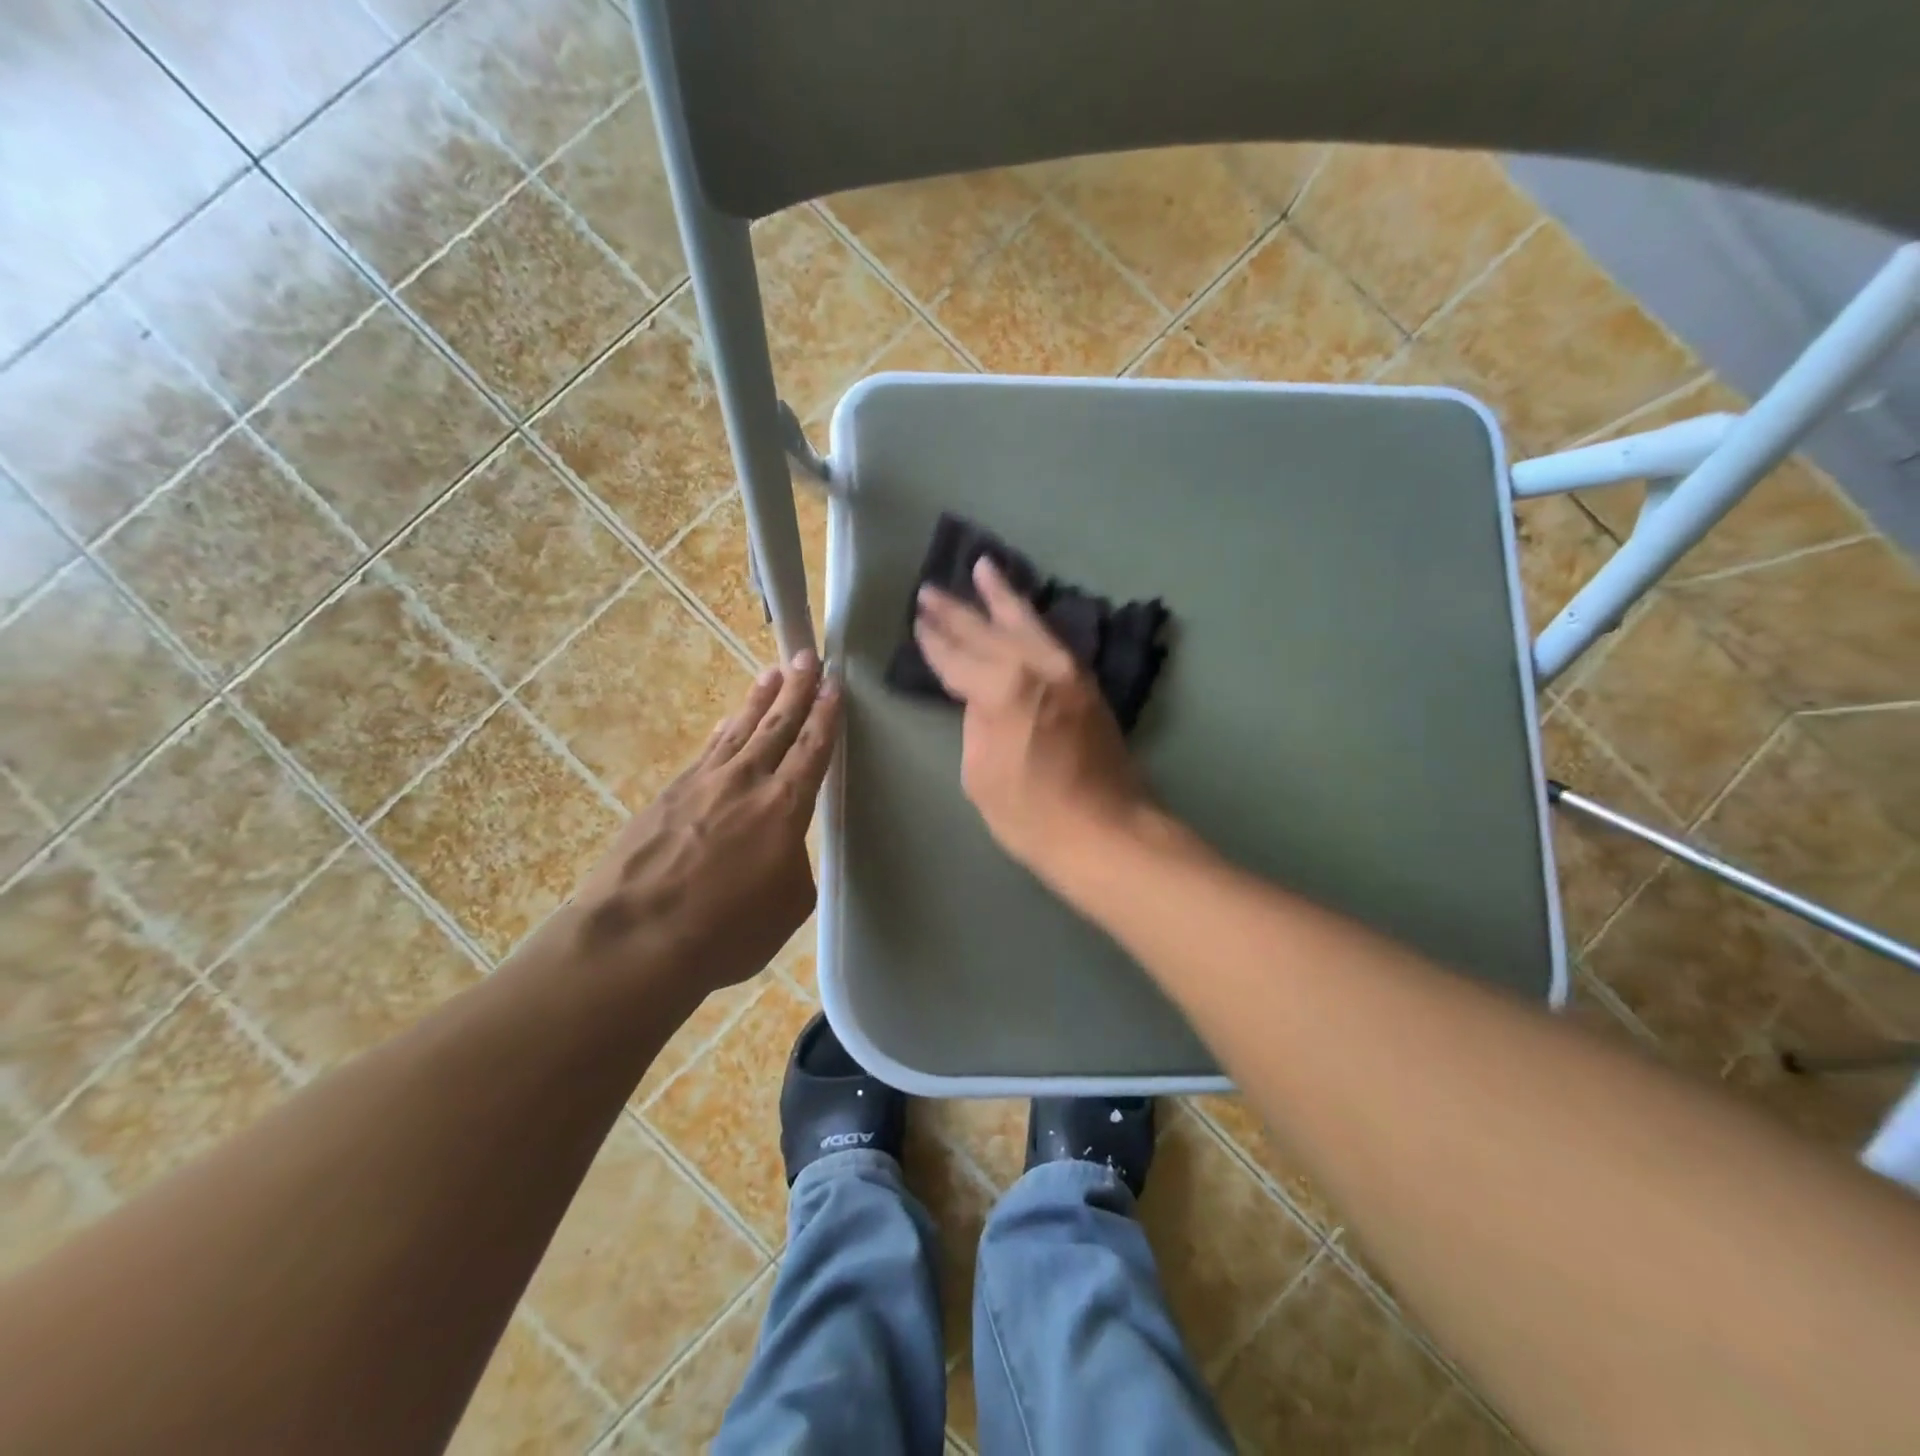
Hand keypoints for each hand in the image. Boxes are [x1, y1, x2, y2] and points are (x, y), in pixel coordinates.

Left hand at [570, 652, 840, 1001]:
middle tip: (807, 658)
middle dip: (796, 689)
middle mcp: (745, 782)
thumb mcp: (787, 906)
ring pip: (739, 730)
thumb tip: (780, 849)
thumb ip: (793, 865)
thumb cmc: (725, 932)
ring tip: (772, 674)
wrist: (634, 940)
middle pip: (777, 725)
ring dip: (758, 700)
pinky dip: (724, 733)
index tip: (833, 684)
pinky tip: (728, 724)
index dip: (825, 716)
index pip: (811, 749)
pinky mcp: (668, 795)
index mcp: (784, 807)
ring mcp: (702, 784)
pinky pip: (707, 752)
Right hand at [914, 559, 1148, 879]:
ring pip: (1027, 622)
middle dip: (957, 610)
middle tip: (931, 590)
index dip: (934, 641)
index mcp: (1002, 688)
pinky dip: (1031, 621)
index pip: (956, 656)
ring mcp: (1067, 670)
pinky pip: (1050, 639)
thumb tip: (982, 699)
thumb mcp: (980, 773)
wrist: (1106, 831)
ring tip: (983, 568)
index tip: (918, 621)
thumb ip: (976, 723)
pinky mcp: (1086, 683)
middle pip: (988, 630)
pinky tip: (1021, 614)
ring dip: (1001, 596)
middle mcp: (1036, 666)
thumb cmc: (1031, 814)